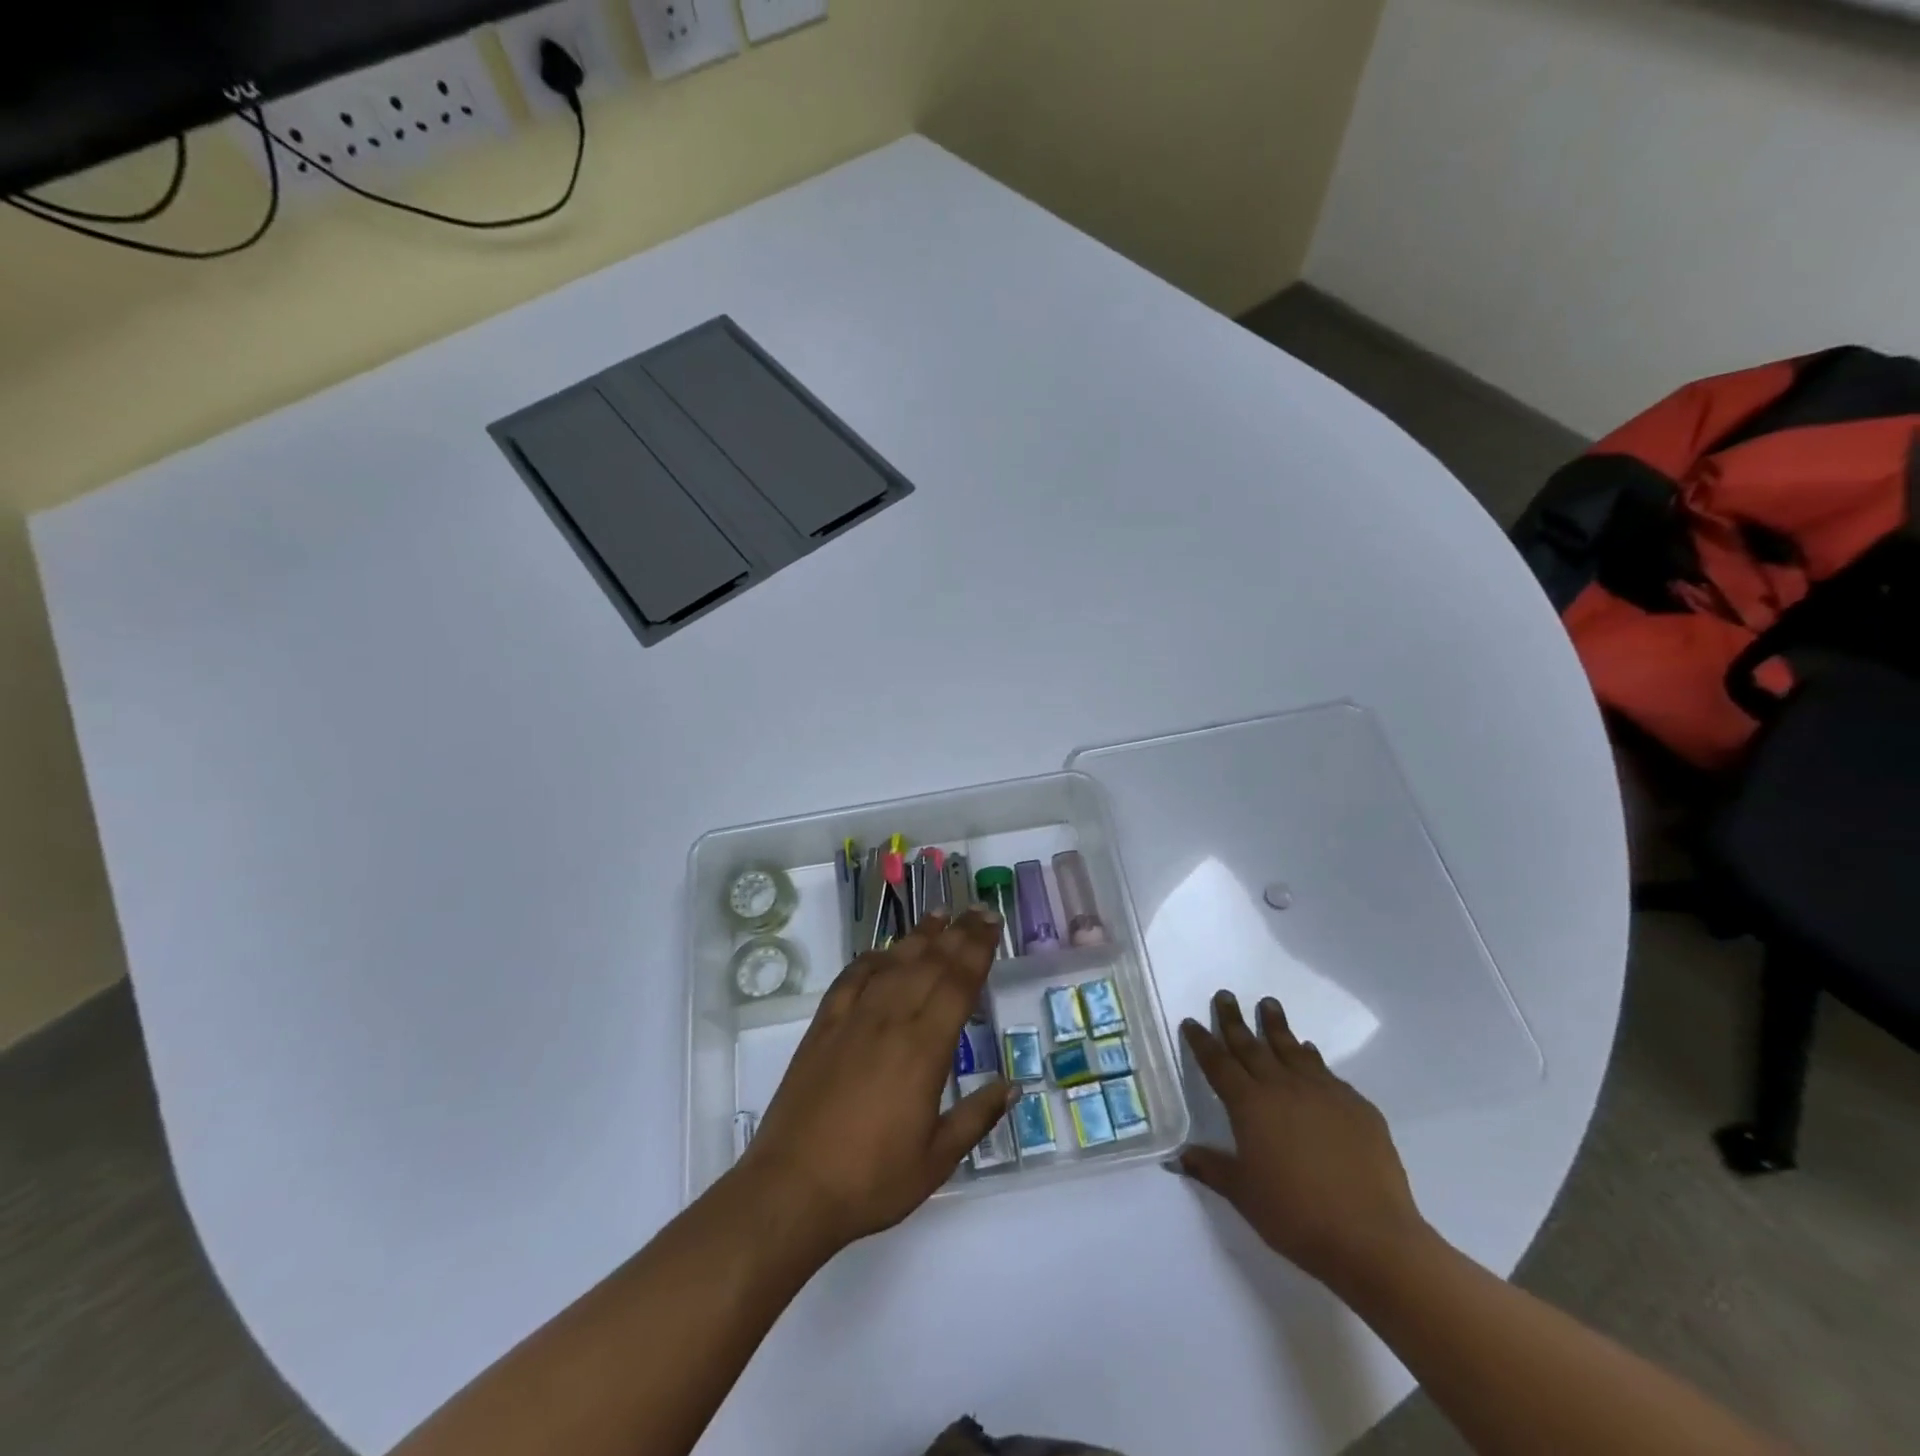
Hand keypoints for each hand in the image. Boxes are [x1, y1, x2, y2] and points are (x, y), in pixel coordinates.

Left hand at [736, 910, 1016, 1254]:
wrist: (792, 1189)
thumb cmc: (871, 1180)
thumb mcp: (936, 1160)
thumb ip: (976, 1117)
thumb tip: (1013, 1087)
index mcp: (923, 1050)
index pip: (958, 984)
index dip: (978, 950)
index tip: (992, 924)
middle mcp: (890, 1021)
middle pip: (929, 964)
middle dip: (958, 933)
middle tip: (977, 910)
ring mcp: (852, 1020)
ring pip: (892, 964)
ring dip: (918, 937)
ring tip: (938, 915)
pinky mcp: (822, 1028)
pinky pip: (850, 979)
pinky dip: (870, 959)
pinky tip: (881, 952)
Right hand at [1179, 991, 1432, 1292]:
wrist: (1371, 1237)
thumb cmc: (1295, 1215)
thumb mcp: (1243, 1194)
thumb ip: (1211, 1168)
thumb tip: (1178, 1157)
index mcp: (1249, 1104)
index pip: (1218, 1063)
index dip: (1202, 1042)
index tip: (1192, 1021)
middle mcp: (1282, 1087)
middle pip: (1252, 1045)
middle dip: (1234, 1019)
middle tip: (1226, 995)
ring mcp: (1323, 1092)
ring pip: (1292, 1049)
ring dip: (1277, 1026)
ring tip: (1269, 1004)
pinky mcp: (1357, 1106)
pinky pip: (1326, 1072)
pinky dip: (1312, 1057)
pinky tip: (1310, 1054)